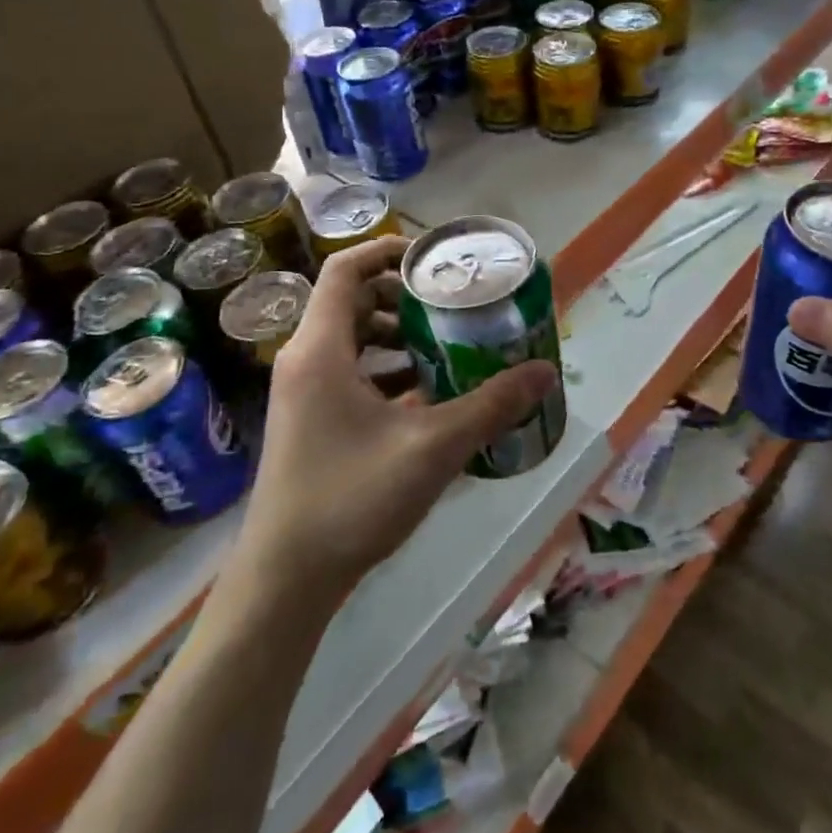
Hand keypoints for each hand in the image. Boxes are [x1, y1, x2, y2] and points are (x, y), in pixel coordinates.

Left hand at [238, 236, 558, 598]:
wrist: (286, 580)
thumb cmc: (351, 498)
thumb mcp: (433, 447)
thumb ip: (491, 406)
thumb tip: (546, 371)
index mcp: (321, 350)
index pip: (346, 270)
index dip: (388, 251)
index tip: (434, 259)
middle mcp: (305, 361)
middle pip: (353, 302)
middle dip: (404, 299)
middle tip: (452, 306)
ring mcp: (303, 394)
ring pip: (352, 341)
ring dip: (398, 338)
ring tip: (447, 348)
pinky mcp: (309, 422)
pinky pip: (350, 375)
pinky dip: (387, 373)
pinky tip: (428, 397)